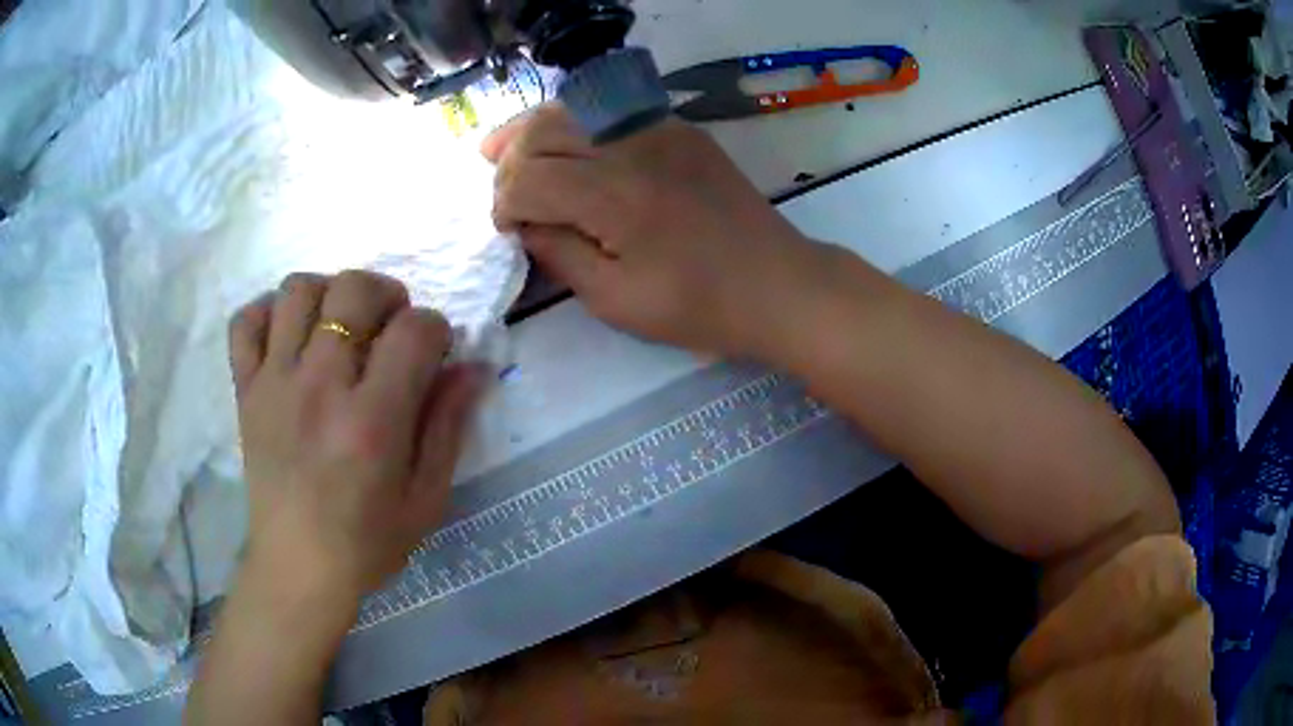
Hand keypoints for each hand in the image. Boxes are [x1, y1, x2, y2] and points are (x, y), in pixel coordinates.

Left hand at [228, 271, 481, 603]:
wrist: (297, 567)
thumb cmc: (368, 542)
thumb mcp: (426, 498)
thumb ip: (448, 426)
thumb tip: (473, 367)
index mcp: (372, 421)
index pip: (413, 330)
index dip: (435, 328)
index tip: (435, 352)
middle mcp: (320, 387)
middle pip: (353, 290)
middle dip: (386, 294)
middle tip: (390, 327)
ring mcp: (274, 383)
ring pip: (298, 290)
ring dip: (328, 293)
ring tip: (339, 324)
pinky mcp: (245, 390)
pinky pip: (245, 322)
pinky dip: (268, 312)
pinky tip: (289, 335)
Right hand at [484, 104, 819, 357]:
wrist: (776, 283)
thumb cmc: (698, 306)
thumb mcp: (615, 300)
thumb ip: (559, 253)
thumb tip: (524, 223)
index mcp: (614, 196)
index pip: (527, 179)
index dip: (503, 204)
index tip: (508, 230)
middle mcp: (631, 147)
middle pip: (542, 131)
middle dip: (509, 160)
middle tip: (502, 191)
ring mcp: (659, 129)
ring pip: (573, 109)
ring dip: (533, 131)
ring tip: (507, 152)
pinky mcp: (679, 129)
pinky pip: (610, 110)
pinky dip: (575, 123)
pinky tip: (566, 145)